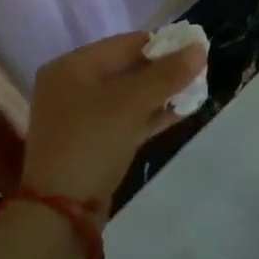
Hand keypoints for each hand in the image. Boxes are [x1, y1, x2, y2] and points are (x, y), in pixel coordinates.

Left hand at [21, 32, 206, 212]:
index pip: (124, 44)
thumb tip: (199, 48)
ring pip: (128, 96)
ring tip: (196, 89)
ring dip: (160, 93)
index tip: (193, 48)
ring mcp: (80, 117)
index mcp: (72, 66)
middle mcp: (72, 86)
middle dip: (163, 70)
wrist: (60, 214)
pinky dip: (150, 114)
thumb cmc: (92, 142)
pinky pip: (125, 119)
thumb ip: (167, 74)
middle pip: (126, 68)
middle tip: (198, 70)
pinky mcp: (92, 143)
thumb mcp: (131, 103)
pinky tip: (181, 111)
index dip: (161, 44)